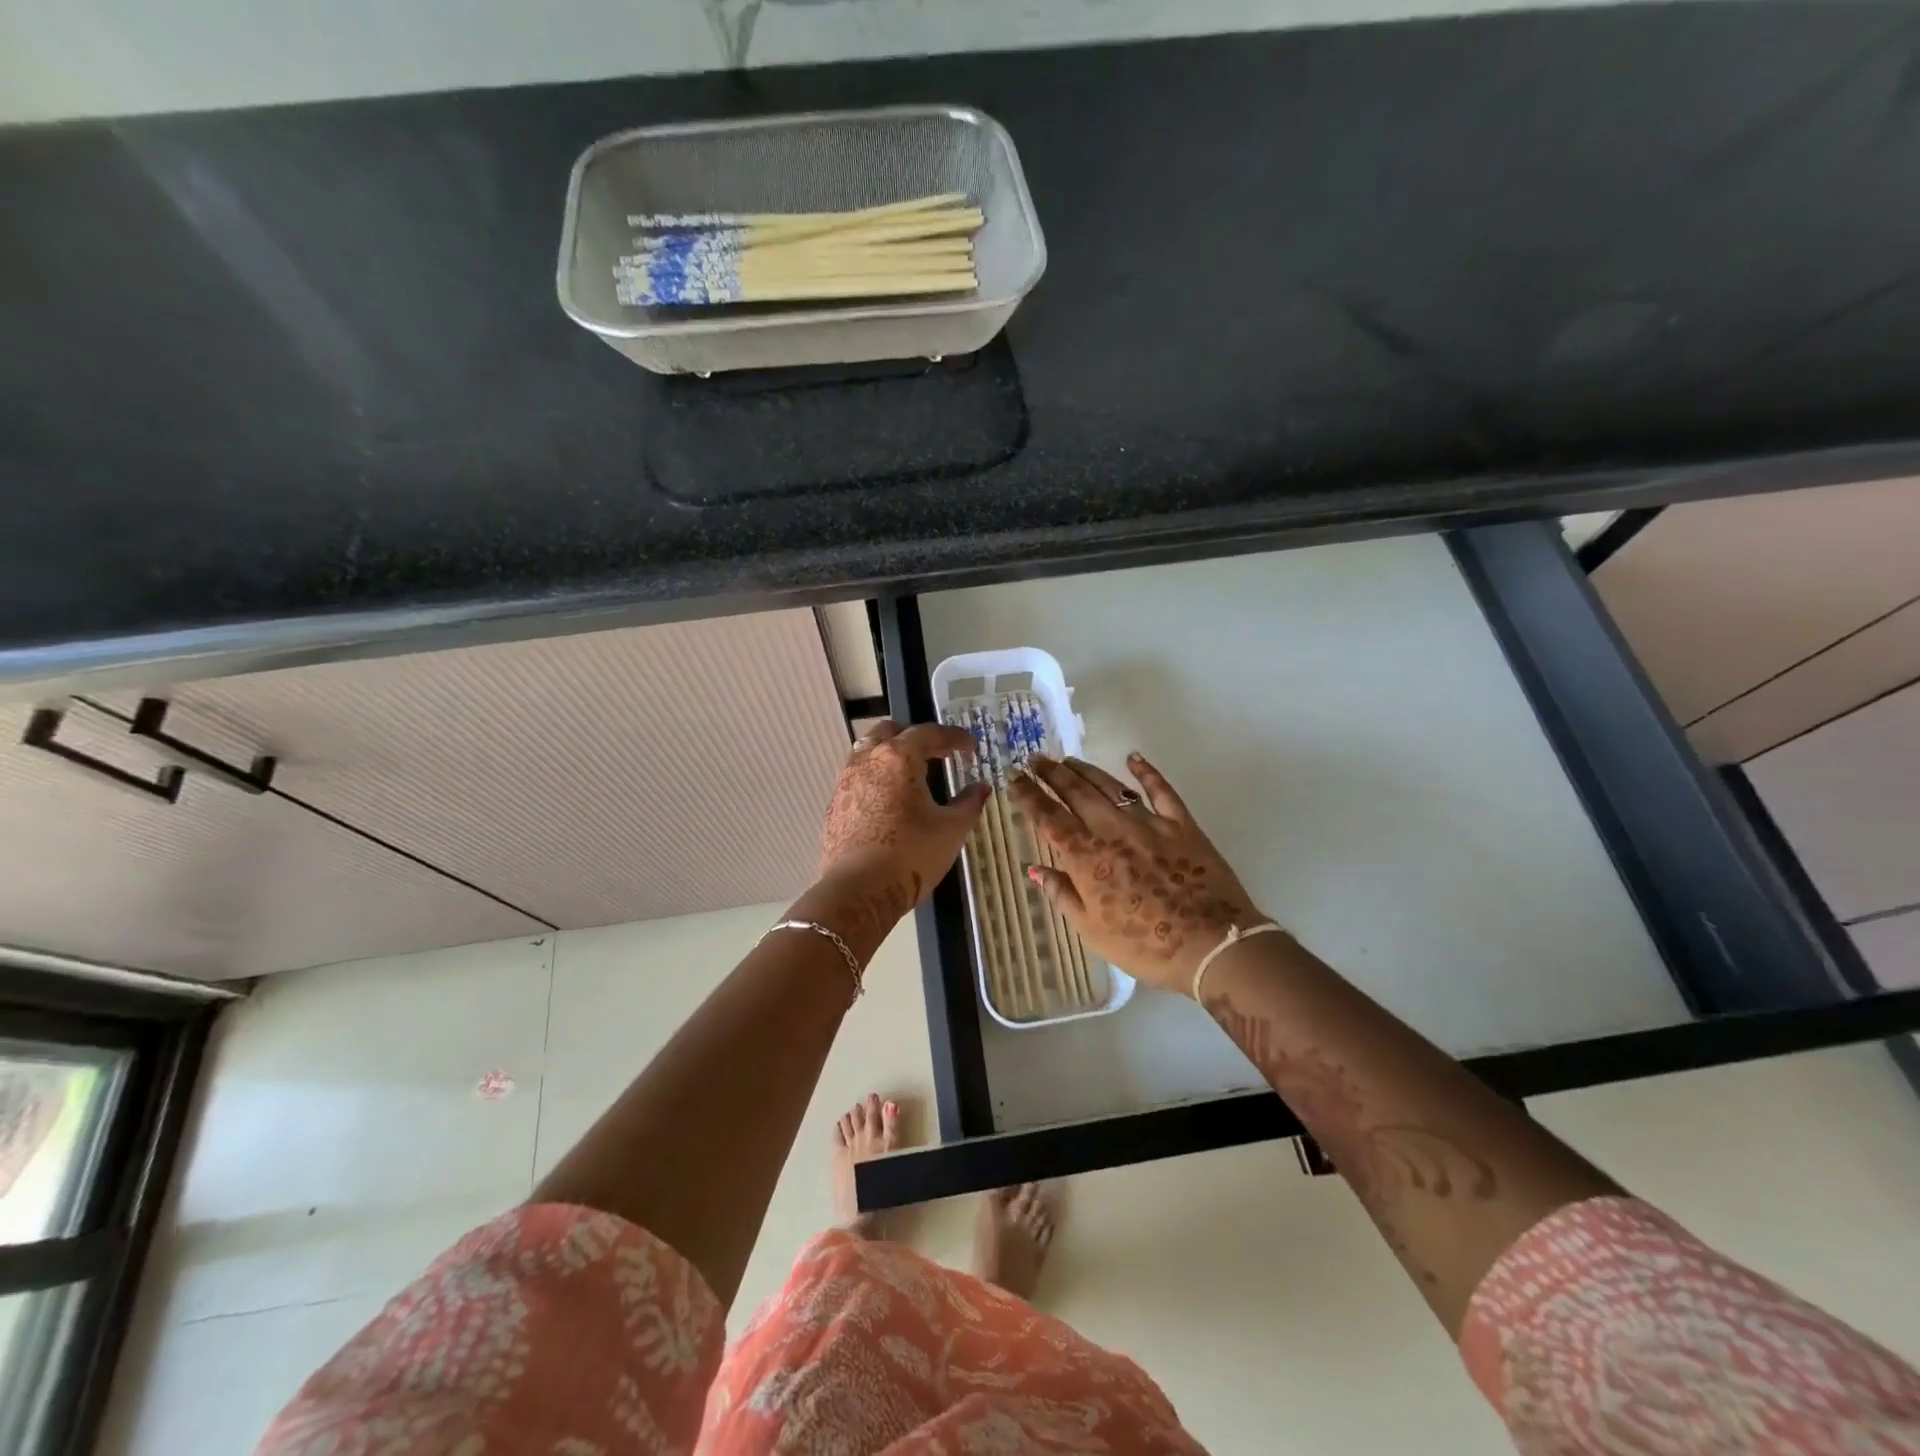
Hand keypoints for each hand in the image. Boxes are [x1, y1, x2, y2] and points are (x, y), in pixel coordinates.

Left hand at [818, 720, 989, 910]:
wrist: (859, 891)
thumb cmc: (911, 854)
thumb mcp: (951, 829)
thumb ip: (968, 803)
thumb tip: (981, 788)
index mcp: (899, 757)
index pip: (930, 733)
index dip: (954, 738)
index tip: (970, 747)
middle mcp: (868, 760)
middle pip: (891, 731)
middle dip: (916, 737)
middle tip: (937, 753)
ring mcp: (846, 781)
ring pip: (868, 751)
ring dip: (891, 754)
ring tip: (911, 774)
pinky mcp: (835, 805)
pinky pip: (858, 777)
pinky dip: (877, 777)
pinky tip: (889, 800)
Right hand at [1009, 753, 1264, 995]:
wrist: (1211, 944)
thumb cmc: (1144, 945)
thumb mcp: (1091, 930)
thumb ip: (1062, 894)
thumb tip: (1034, 869)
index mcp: (1085, 857)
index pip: (1048, 817)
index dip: (1028, 796)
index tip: (1014, 778)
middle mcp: (1111, 830)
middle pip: (1075, 793)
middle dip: (1052, 773)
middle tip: (1036, 759)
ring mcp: (1148, 823)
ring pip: (1110, 786)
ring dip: (1086, 770)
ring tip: (1069, 760)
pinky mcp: (1180, 824)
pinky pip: (1160, 790)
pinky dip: (1146, 771)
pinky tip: (1134, 758)